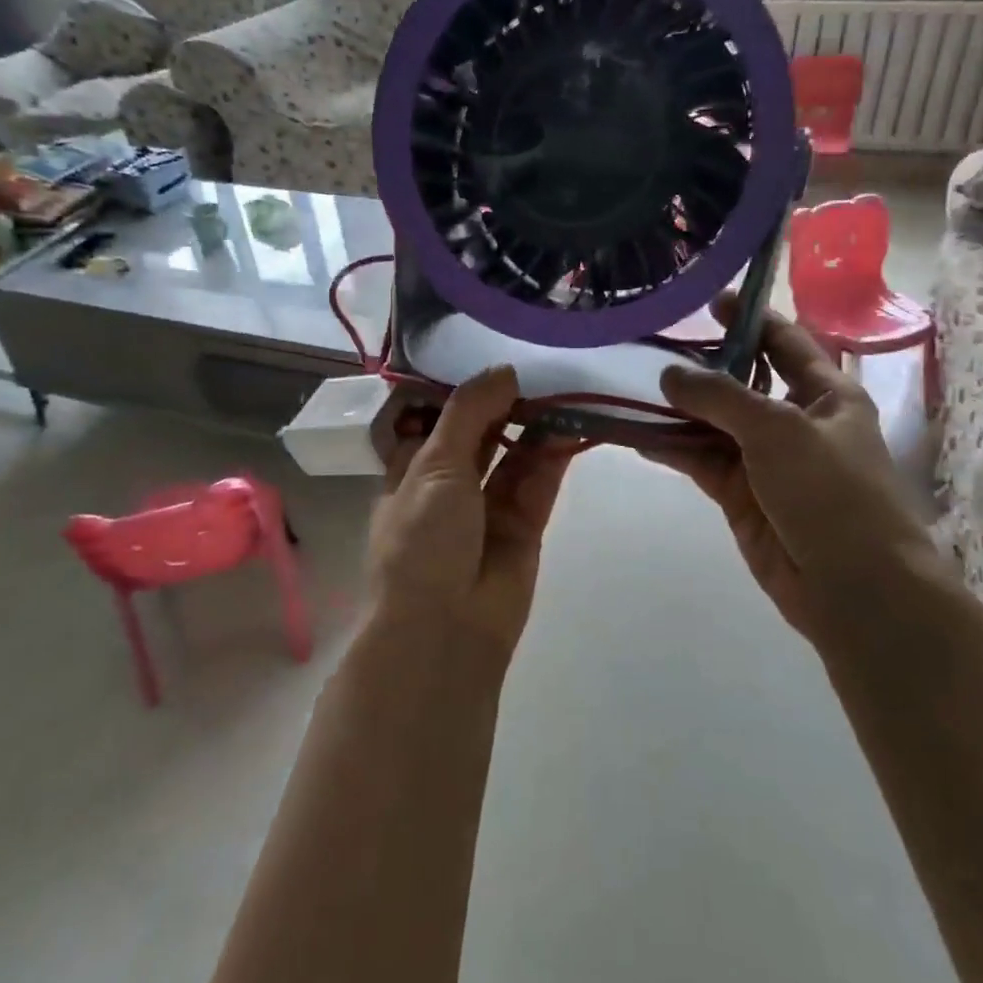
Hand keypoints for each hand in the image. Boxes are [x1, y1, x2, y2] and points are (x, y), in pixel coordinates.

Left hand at [368, 367, 573, 655]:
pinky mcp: (524, 528)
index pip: (436, 420)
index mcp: (411, 471)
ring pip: (514, 456)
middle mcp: (449, 487)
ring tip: (562, 388)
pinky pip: (539, 483)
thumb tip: (502, 370)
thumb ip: (469, 413)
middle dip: (505, 404)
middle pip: (480, 435)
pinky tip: (571, 424)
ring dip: (534, 425)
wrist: (444, 630)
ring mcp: (488, 509)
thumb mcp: (434, 464)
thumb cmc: (421, 540)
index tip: (491, 353)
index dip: (462, 391)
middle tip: (538, 365)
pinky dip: (553, 455)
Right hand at [647, 297, 941, 642]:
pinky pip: (700, 460)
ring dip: (677, 409)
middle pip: (741, 381)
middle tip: (650, 345)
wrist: (853, 586)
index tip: (709, 301)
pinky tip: (636, 434)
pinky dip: (672, 448)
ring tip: (629, 386)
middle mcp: (795, 420)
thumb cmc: (831, 492)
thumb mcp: (779, 429)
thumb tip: (668, 374)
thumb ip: (720, 397)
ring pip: (713, 423)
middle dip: (701, 366)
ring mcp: (765, 459)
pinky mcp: (741, 494)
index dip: (750, 318)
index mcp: (826, 393)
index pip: (784, 342)